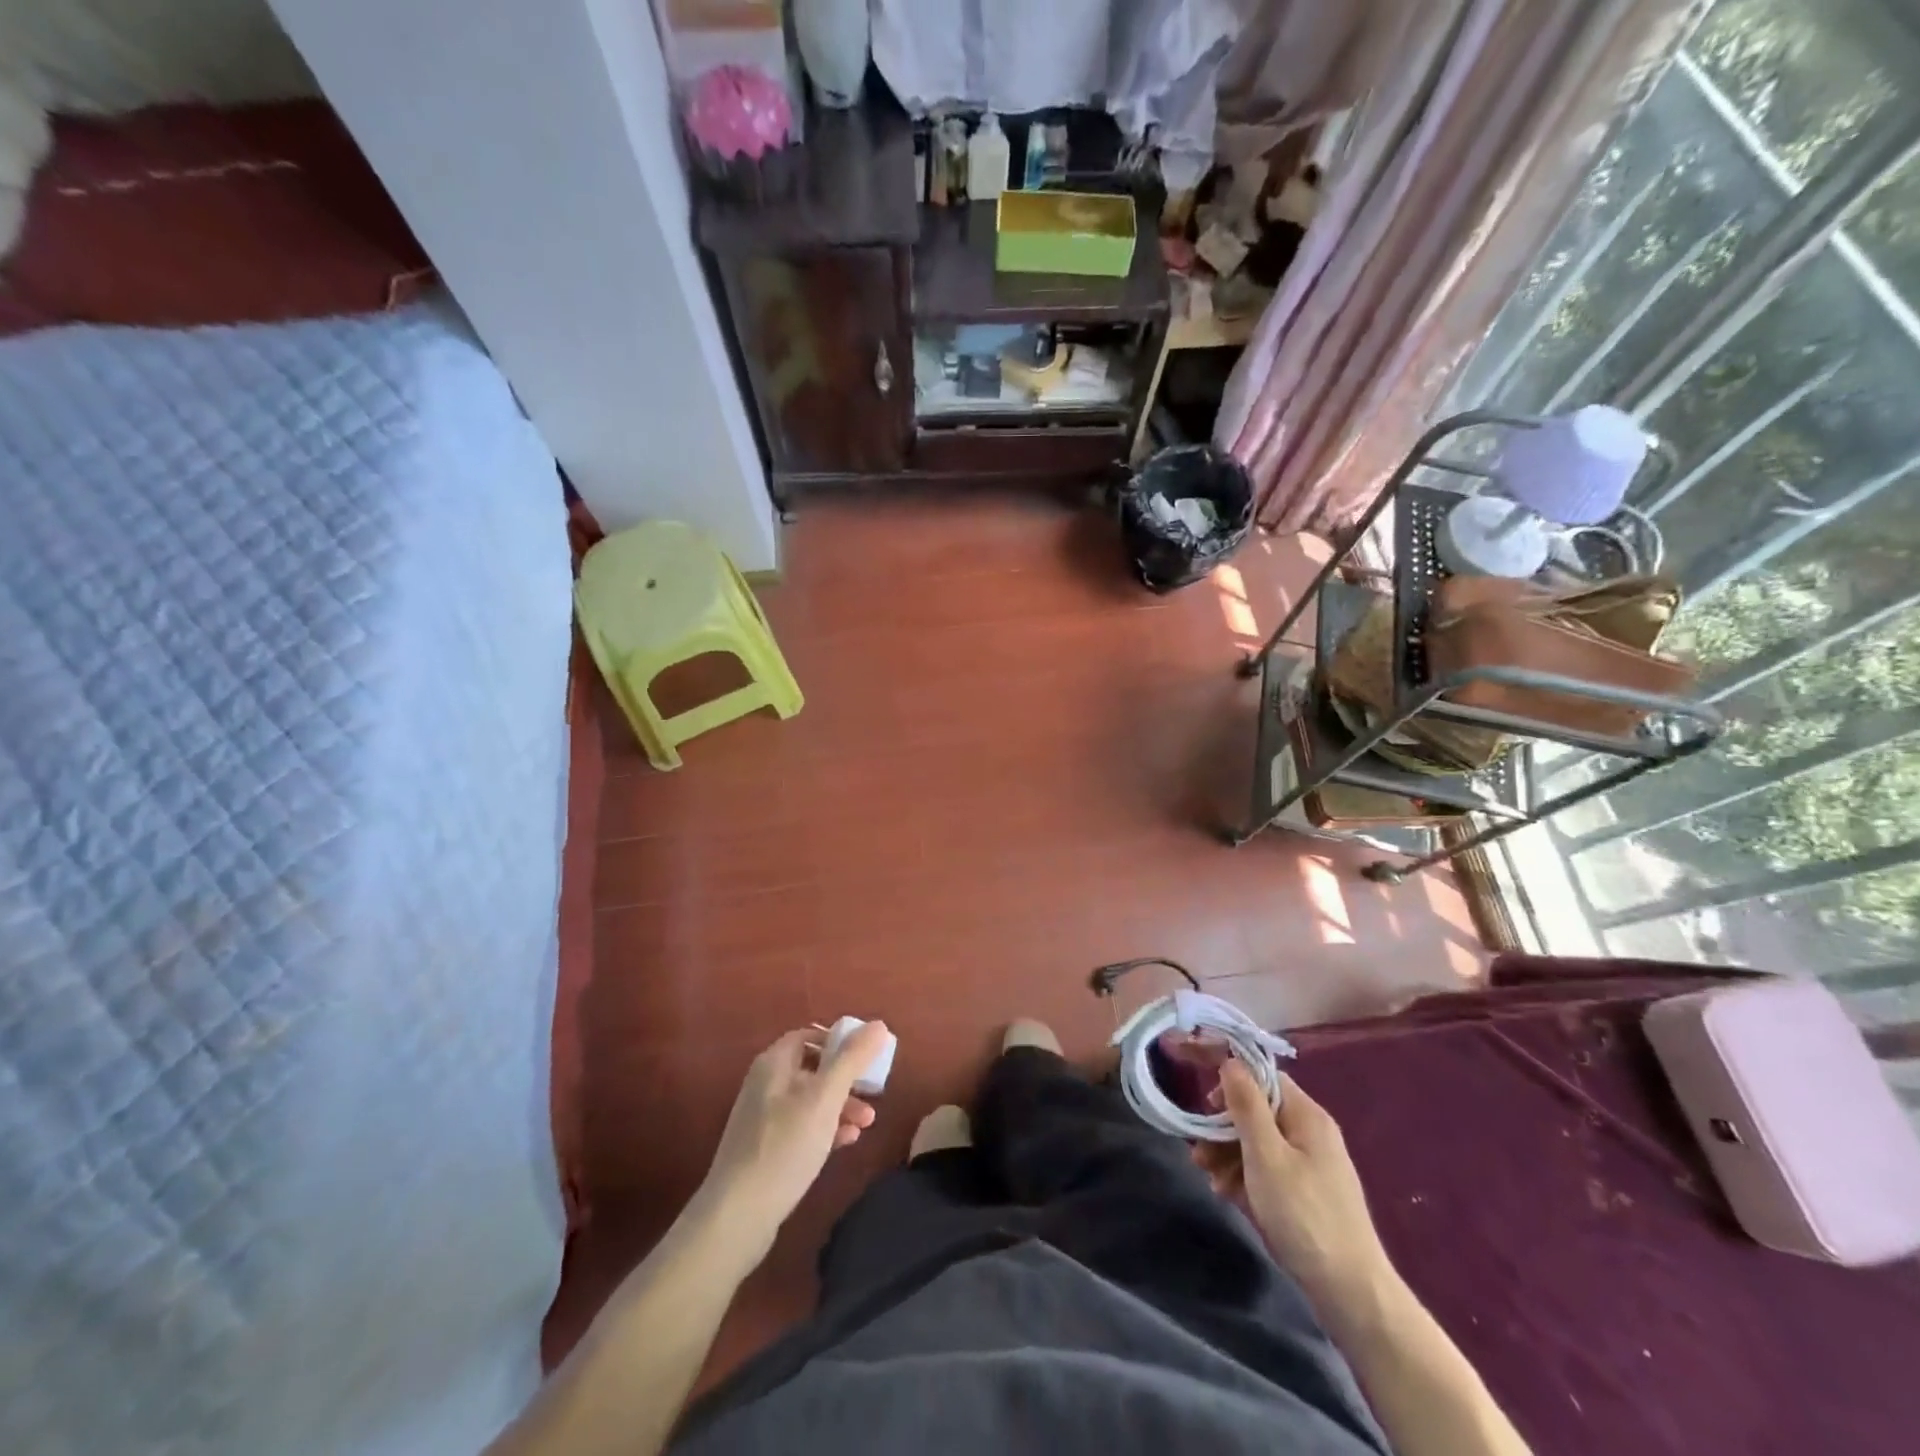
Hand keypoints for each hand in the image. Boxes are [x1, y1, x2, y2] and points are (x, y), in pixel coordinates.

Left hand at [700, 1023, 888, 1254]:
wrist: (738, 1216)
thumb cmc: (785, 1147)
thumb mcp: (825, 1098)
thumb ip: (852, 1059)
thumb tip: (878, 1024)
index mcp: (774, 1064)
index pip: (809, 1035)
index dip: (839, 1041)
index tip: (867, 1056)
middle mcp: (765, 1084)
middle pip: (813, 1068)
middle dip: (846, 1078)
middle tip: (873, 1091)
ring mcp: (763, 1118)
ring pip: (810, 1100)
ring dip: (841, 1105)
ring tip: (868, 1123)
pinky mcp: (766, 1149)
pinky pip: (802, 1127)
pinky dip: (826, 1128)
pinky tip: (847, 1142)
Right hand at [1196, 1065, 1391, 1309]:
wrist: (1351, 1294)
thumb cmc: (1304, 1216)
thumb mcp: (1266, 1156)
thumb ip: (1247, 1106)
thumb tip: (1231, 1061)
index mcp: (1307, 1116)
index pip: (1263, 1077)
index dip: (1230, 1081)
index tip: (1202, 1100)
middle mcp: (1310, 1133)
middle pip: (1257, 1112)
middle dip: (1223, 1127)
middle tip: (1198, 1150)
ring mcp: (1310, 1165)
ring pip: (1259, 1143)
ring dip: (1228, 1153)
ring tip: (1206, 1176)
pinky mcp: (1306, 1193)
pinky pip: (1268, 1169)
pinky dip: (1244, 1175)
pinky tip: (1227, 1194)